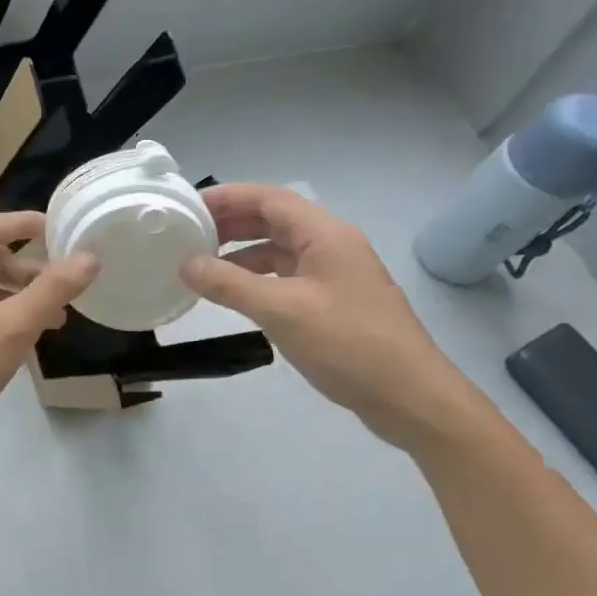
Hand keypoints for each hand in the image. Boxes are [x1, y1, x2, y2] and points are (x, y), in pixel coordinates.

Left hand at [0, 210, 97, 461]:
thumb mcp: (14, 326)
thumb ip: (52, 289)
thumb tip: (89, 257)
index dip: (25, 222)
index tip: (60, 228)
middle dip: (31, 267)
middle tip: (66, 283)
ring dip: (23, 296)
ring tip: (59, 316)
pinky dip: (9, 318)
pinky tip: (30, 340)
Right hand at [179, 184, 490, 452]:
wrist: (411, 398)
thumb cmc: (348, 344)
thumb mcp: (281, 311)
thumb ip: (229, 284)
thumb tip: (185, 263)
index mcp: (325, 234)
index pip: (269, 199)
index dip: (227, 197)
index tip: (188, 207)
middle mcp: (331, 245)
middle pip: (274, 220)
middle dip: (231, 223)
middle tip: (188, 233)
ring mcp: (334, 275)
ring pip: (279, 250)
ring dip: (241, 252)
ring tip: (201, 263)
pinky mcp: (333, 302)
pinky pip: (287, 277)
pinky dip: (257, 279)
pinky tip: (234, 295)